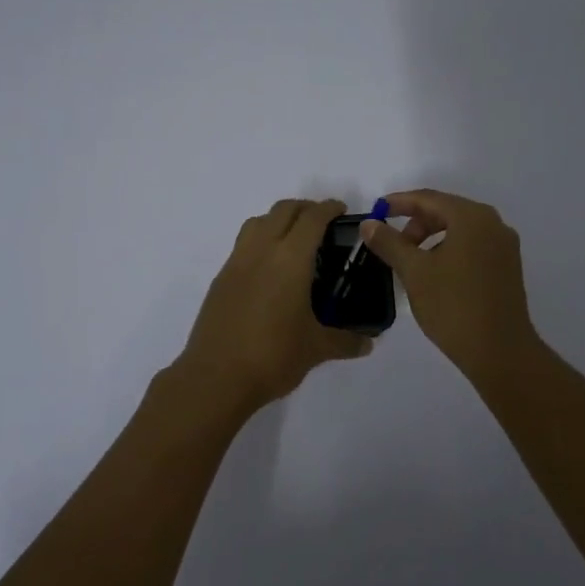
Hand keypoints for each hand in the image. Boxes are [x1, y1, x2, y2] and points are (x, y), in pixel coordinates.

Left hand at [175, 198, 371, 410]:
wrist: (216, 377)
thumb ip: (346, 341)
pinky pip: (243, 245)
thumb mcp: (316, 348)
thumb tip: (368, 343)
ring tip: (294, 240)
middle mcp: (261, 251)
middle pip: (283, 210)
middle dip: (305, 209)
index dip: (328, 208)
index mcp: (290, 259)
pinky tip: (270, 270)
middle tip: (323, 223)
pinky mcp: (220, 279)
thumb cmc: (273, 356)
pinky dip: (260, 241)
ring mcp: (236, 263)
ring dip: (278, 220)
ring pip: (258, 222)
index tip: (342, 210)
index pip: (312, 218)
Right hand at [358, 188, 541, 378]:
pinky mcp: (507, 267)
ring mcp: (504, 246)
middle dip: (415, 223)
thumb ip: (389, 242)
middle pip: (446, 211)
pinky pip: (472, 246)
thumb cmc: (453, 306)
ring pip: (460, 230)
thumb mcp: (414, 271)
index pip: (429, 198)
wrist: (499, 351)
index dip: (398, 203)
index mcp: (472, 217)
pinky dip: (449, 250)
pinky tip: (434, 274)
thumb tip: (369, 224)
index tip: (376, 212)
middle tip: (392, 245)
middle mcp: (493, 224)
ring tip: (410, 263)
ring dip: (431, 239)